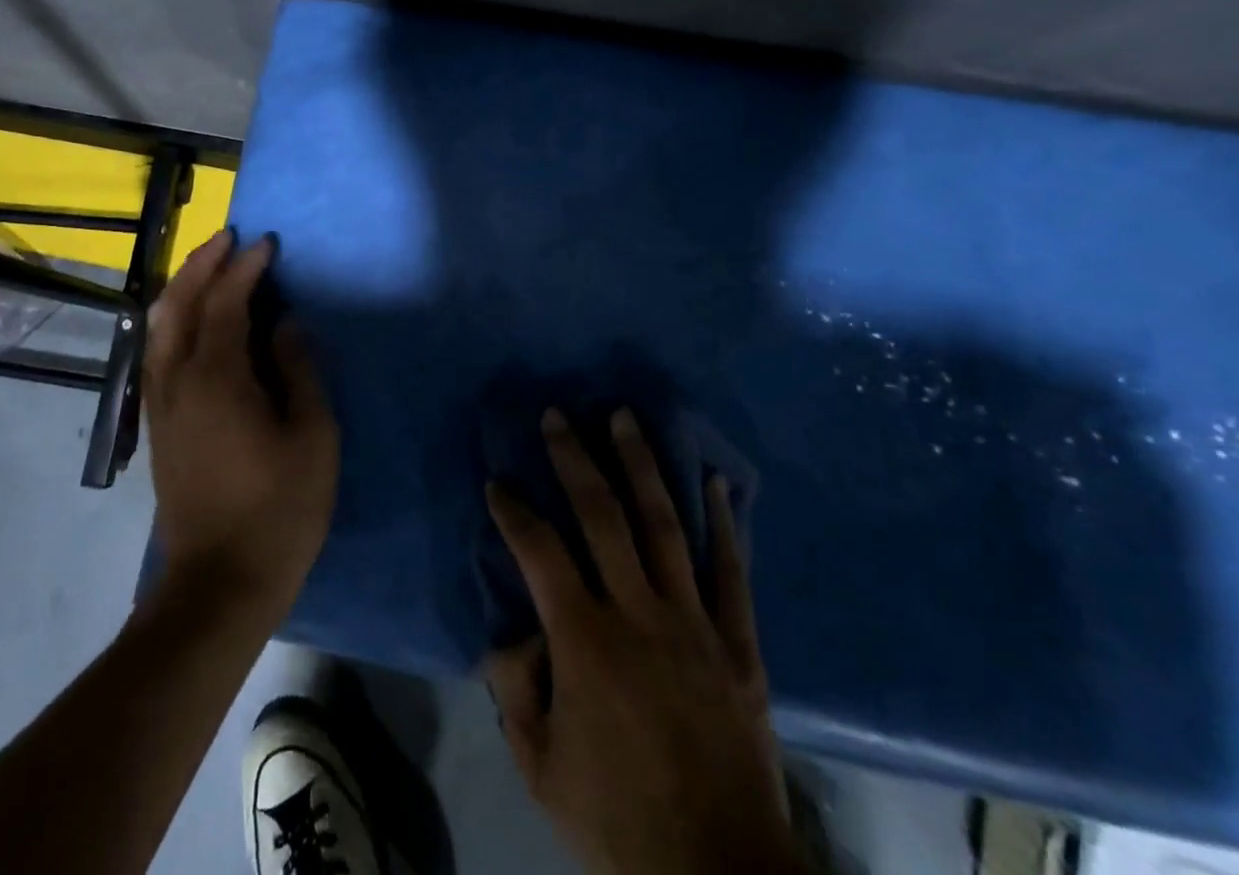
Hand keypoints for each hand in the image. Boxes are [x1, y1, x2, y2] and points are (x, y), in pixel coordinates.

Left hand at [142, 229, 337, 622]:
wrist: (218, 583)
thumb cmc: (278, 510)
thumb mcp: (312, 437)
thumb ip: (299, 370)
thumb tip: (286, 324)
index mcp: (217, 377)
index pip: (226, 302)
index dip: (247, 268)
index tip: (268, 243)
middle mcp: (177, 379)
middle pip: (178, 303)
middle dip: (203, 263)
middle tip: (230, 238)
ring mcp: (161, 402)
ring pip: (159, 324)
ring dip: (182, 287)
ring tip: (211, 266)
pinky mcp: (157, 423)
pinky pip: (158, 350)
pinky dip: (173, 318)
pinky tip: (192, 319)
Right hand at [484, 408, 800, 874]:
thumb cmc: (619, 823)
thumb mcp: (541, 768)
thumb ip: (514, 688)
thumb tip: (511, 628)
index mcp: (585, 642)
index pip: (538, 551)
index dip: (513, 510)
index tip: (499, 481)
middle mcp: (639, 615)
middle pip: (602, 516)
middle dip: (574, 458)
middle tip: (558, 415)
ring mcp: (694, 625)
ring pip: (663, 525)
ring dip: (640, 465)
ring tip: (624, 417)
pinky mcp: (739, 647)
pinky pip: (732, 573)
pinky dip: (724, 525)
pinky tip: (713, 482)